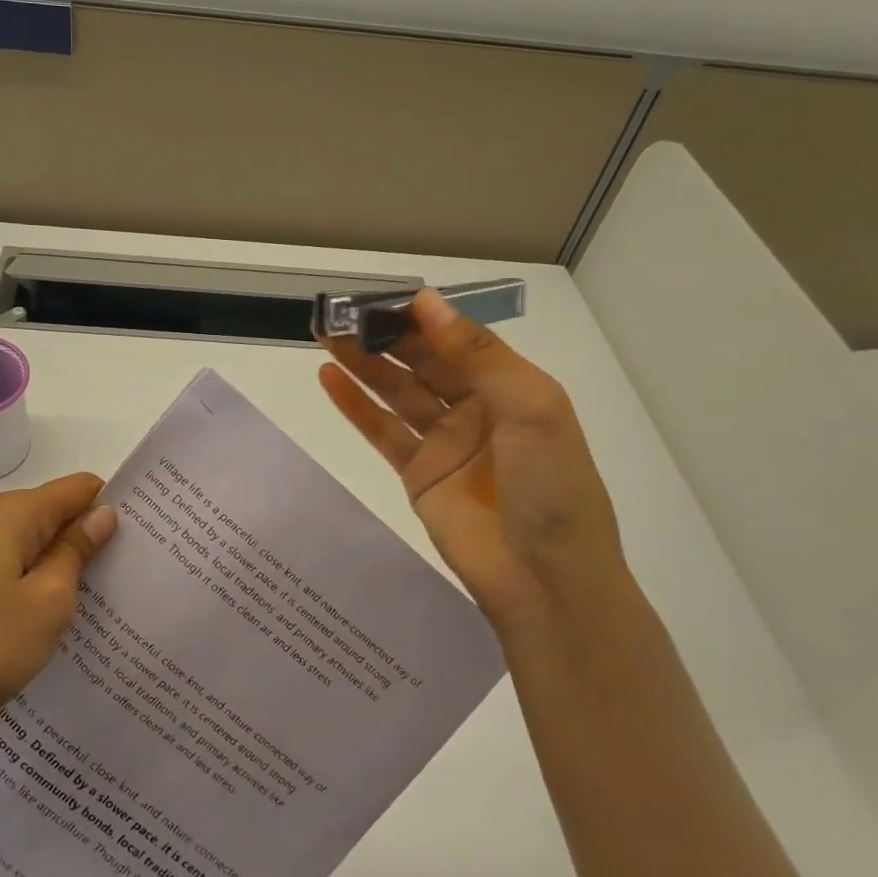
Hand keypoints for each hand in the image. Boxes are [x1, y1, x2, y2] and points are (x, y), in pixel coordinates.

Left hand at [0, 473, 117, 760]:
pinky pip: (7, 571)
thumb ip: (77, 551)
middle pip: (54, 515)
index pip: (80, 488)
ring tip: (88, 609)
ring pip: (31, 546)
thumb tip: (102, 513)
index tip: (139, 542)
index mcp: (14, 514)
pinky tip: (40, 625)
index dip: (111, 508)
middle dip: (88, 540)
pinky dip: (31, 587)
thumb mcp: (48, 602)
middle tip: (122, 582)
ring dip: (60, 568)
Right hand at [319, 289, 632, 642]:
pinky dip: (355, 406)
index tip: (382, 297)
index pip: (459, 339)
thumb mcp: (531, 408)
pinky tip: (329, 379)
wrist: (544, 579)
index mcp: (511, 387)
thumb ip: (477, 355)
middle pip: (422, 362)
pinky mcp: (418, 474)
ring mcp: (444, 442)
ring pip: (396, 392)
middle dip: (384, 336)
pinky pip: (382, 431)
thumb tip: (427, 303)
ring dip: (363, 364)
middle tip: (342, 314)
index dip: (422, 317)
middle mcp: (476, 408)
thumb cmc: (551, 487)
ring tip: (326, 336)